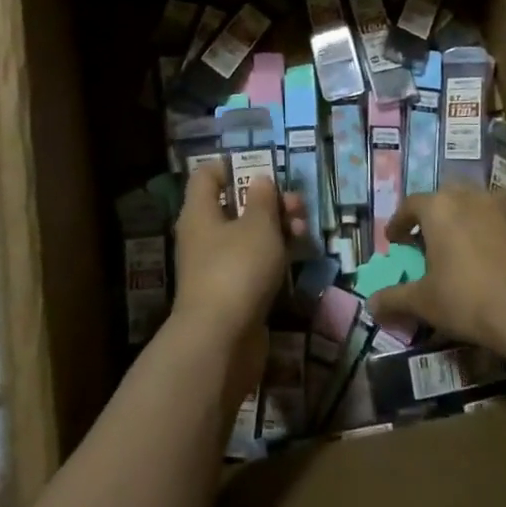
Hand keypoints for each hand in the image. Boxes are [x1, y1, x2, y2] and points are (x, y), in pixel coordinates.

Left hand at [170, 163, 302, 399]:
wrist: (221, 340)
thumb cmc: (237, 269)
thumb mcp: (257, 226)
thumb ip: (262, 200)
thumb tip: (260, 180)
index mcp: (200, 212)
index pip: (206, 176)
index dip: (231, 166)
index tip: (261, 167)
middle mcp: (203, 236)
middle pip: (234, 206)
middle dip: (268, 202)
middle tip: (297, 204)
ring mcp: (217, 267)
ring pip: (248, 236)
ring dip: (277, 229)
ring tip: (304, 230)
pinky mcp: (233, 293)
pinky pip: (253, 263)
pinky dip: (274, 256)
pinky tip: (297, 255)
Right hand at [370, 186, 505, 352]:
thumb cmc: (467, 299)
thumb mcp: (423, 302)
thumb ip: (394, 299)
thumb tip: (371, 305)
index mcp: (439, 207)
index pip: (410, 205)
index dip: (399, 222)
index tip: (394, 240)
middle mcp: (470, 197)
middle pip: (444, 199)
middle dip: (433, 217)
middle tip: (426, 241)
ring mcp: (502, 209)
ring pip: (474, 207)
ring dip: (463, 222)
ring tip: (459, 249)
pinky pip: (499, 223)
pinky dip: (488, 235)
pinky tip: (490, 261)